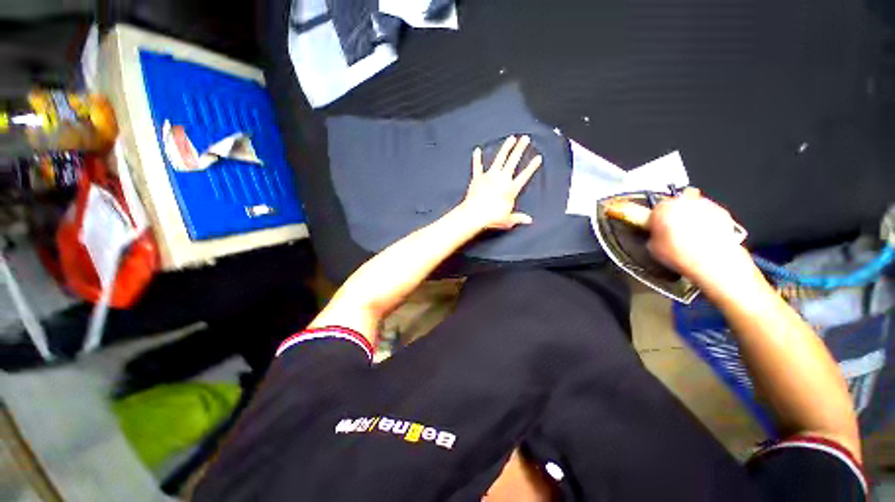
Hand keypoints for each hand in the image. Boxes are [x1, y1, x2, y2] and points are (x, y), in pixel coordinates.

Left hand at [458, 135, 542, 229]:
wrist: (475, 214)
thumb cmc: (492, 217)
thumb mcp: (508, 219)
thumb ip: (518, 218)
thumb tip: (529, 221)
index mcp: (511, 188)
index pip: (524, 175)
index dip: (532, 166)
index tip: (538, 157)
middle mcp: (502, 179)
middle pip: (513, 161)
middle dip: (520, 149)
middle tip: (525, 138)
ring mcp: (489, 176)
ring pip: (499, 159)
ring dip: (505, 148)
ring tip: (511, 138)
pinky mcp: (478, 178)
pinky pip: (477, 166)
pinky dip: (477, 159)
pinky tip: (477, 150)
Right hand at [647, 188, 755, 285]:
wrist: (714, 262)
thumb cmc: (682, 255)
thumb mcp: (653, 248)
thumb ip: (654, 235)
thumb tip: (657, 235)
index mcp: (663, 208)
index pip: (656, 207)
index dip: (656, 218)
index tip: (656, 226)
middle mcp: (684, 201)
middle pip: (676, 202)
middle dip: (674, 213)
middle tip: (673, 229)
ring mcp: (705, 205)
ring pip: (693, 206)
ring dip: (691, 216)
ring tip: (690, 234)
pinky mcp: (722, 212)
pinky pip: (709, 213)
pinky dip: (706, 221)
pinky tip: (704, 236)